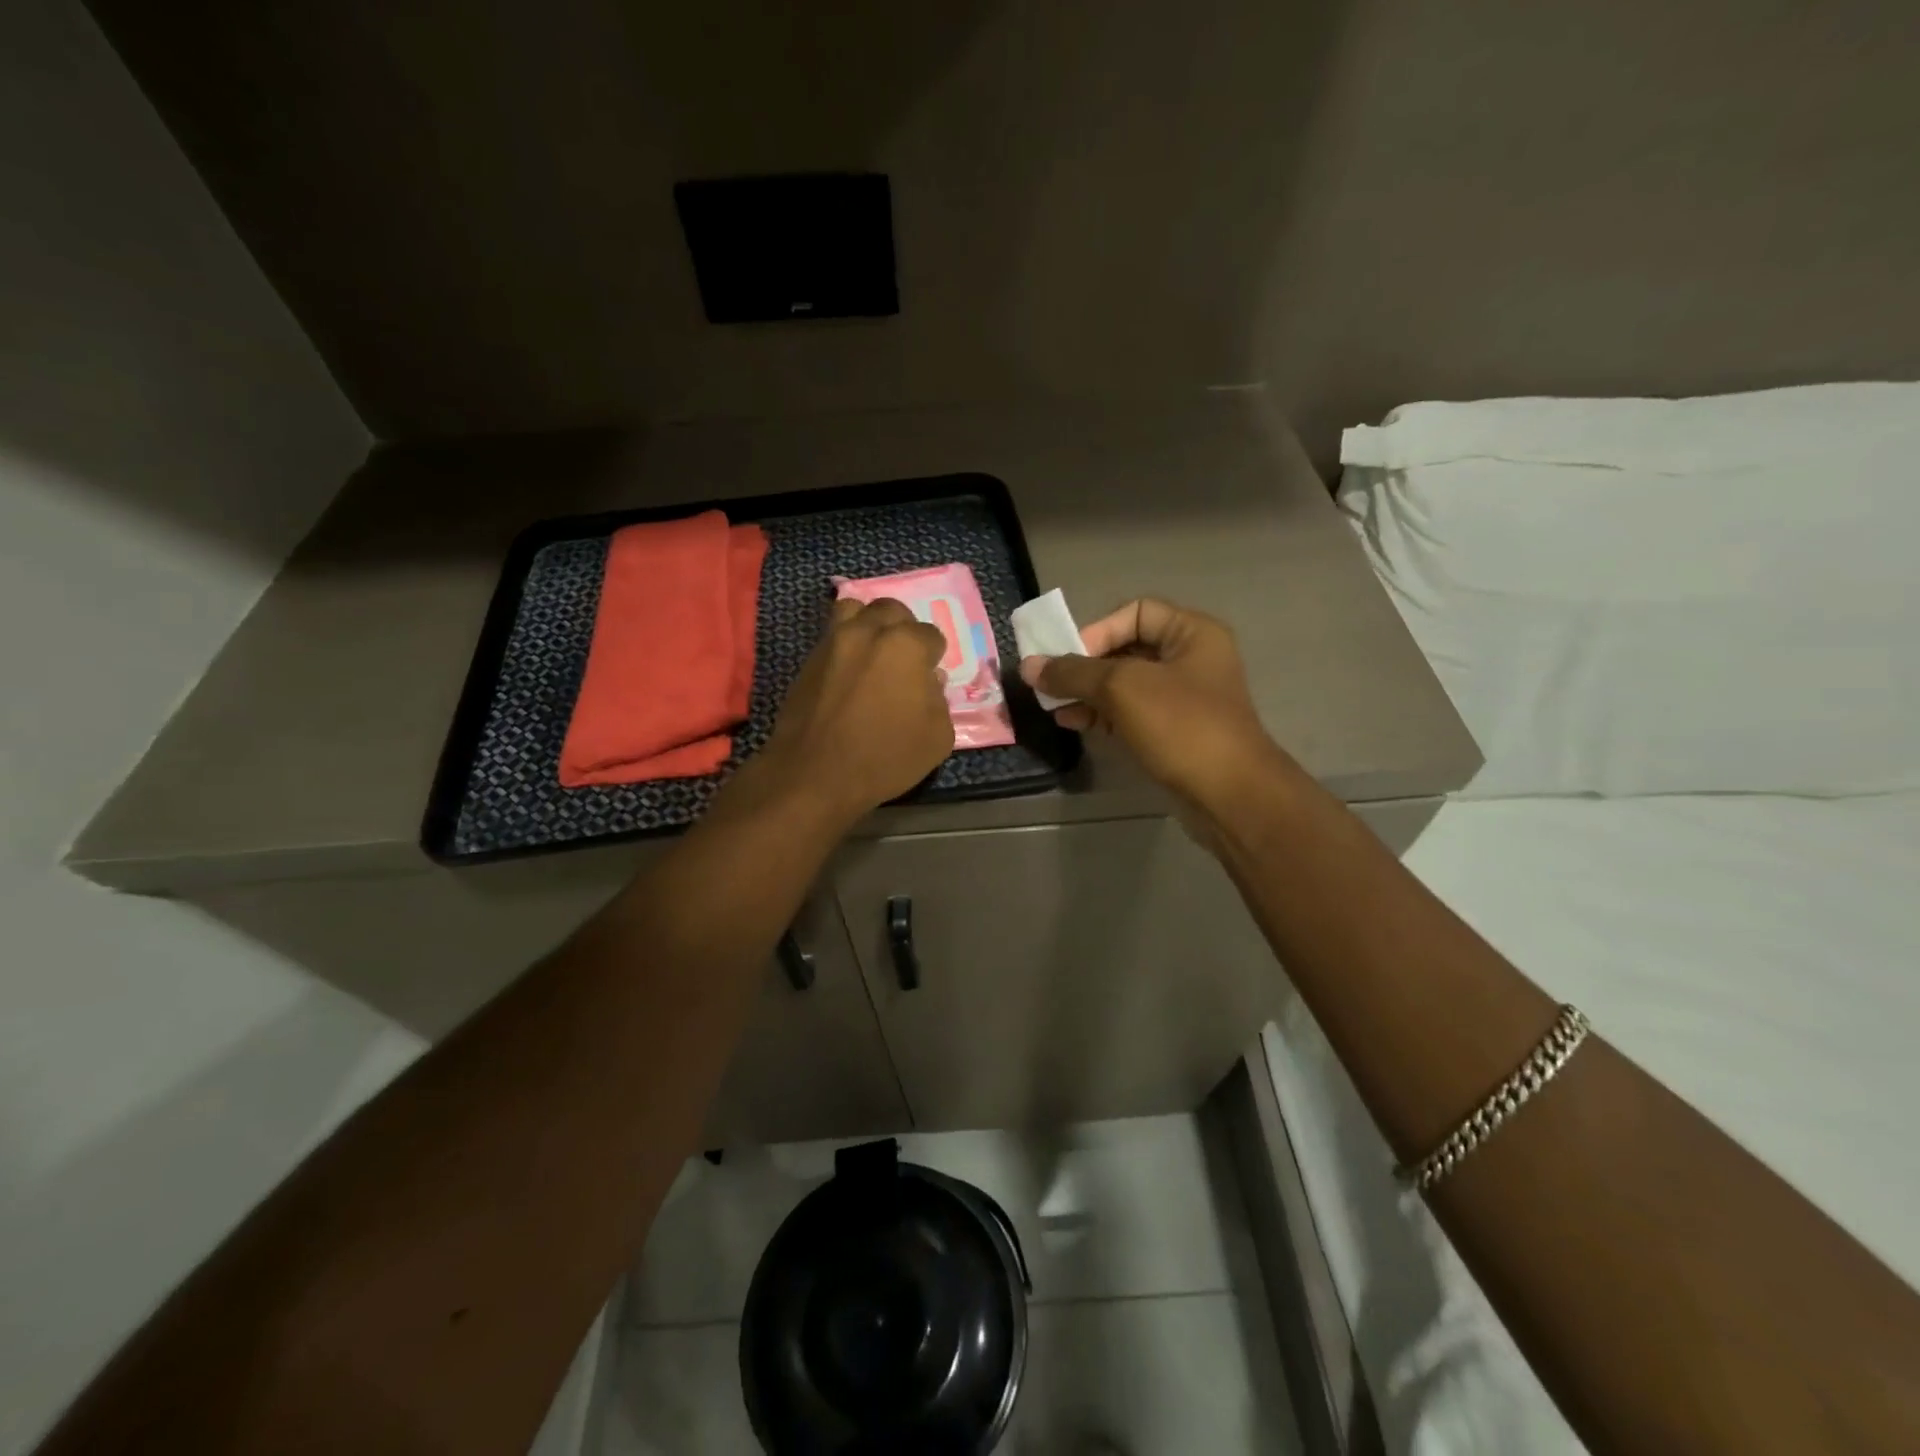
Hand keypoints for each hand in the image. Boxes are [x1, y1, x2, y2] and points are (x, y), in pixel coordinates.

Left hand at [740, 597, 953, 827]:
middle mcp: (868, 631)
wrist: (814, 774)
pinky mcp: (809, 658)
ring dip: (870, 624)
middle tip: (904, 661)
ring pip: (855, 610)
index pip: (931, 635)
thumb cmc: (884, 758)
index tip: (929, 679)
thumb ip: (939, 700)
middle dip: (904, 629)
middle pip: (892, 611)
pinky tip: (850, 671)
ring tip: (873, 653)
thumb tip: (929, 681)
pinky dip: (846, 643)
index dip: (934, 657)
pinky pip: (832, 635)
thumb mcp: (937, 737)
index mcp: (906, 645)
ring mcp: (833, 641)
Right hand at [1019, 598, 1277, 815]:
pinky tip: (1073, 723)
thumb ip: (1073, 673)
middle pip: (1126, 649)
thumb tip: (1028, 666)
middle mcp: (1191, 659)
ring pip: (1125, 685)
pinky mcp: (1174, 733)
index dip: (1098, 631)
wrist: (1230, 795)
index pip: (1135, 612)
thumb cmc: (1181, 725)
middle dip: (1085, 666)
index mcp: (1192, 633)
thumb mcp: (1122, 688)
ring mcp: (1184, 699)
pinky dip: (1102, 715)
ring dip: (1088, 693)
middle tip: (1051, 684)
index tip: (1068, 658)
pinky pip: (1131, 713)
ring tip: (1054, 707)